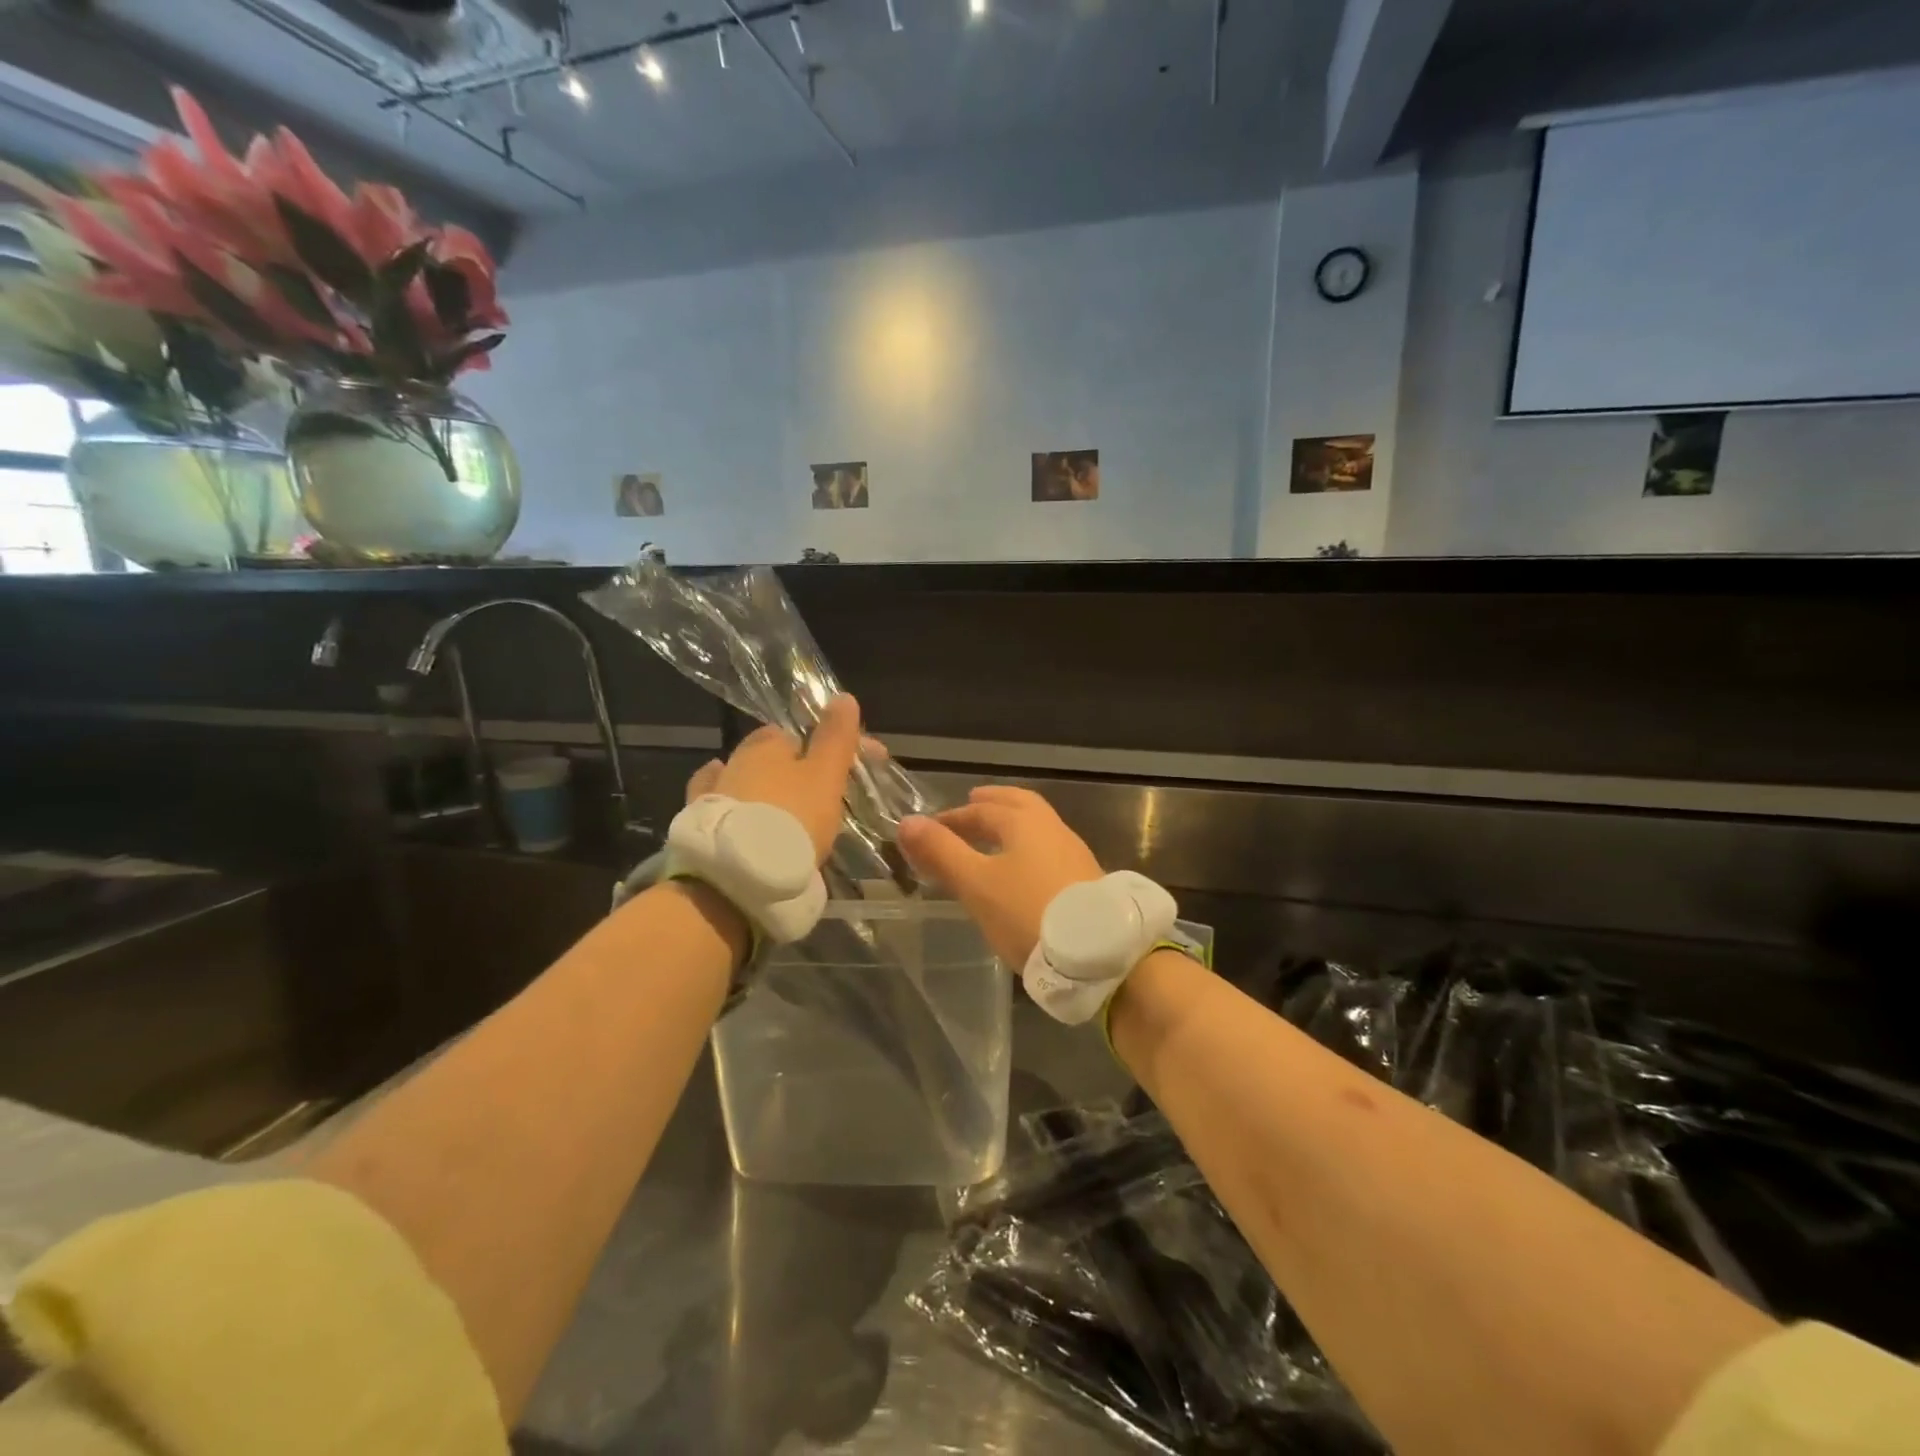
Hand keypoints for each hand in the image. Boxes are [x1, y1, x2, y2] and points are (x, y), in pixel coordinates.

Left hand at [682, 695, 860, 864]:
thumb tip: (844, 696)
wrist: (738, 873)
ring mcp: (714, 792)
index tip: (851, 769)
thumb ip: (836, 737)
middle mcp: (735, 759)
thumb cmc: (792, 816)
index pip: (800, 733)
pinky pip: (724, 808)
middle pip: (771, 757)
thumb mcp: (825, 775)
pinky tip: (742, 813)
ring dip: (764, 790)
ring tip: (788, 812)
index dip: (829, 748)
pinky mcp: (701, 825)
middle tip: (821, 794)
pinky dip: (737, 807)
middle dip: (794, 769)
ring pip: (745, 781)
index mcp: (767, 744)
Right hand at [896, 786, 1104, 966]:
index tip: (929, 830)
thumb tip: (907, 822)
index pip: (981, 808)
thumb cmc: (1028, 912)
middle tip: (969, 807)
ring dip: (1010, 828)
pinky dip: (1026, 850)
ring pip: (1036, 829)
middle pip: (1017, 806)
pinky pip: (1047, 852)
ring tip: (991, 842)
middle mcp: (1053, 829)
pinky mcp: (1084, 881)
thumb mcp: (977, 884)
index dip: (952, 817)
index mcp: (1025, 822)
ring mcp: (1073, 854)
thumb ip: (942, 852)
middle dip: (990, 806)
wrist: (1098, 954)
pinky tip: (1020, 873)